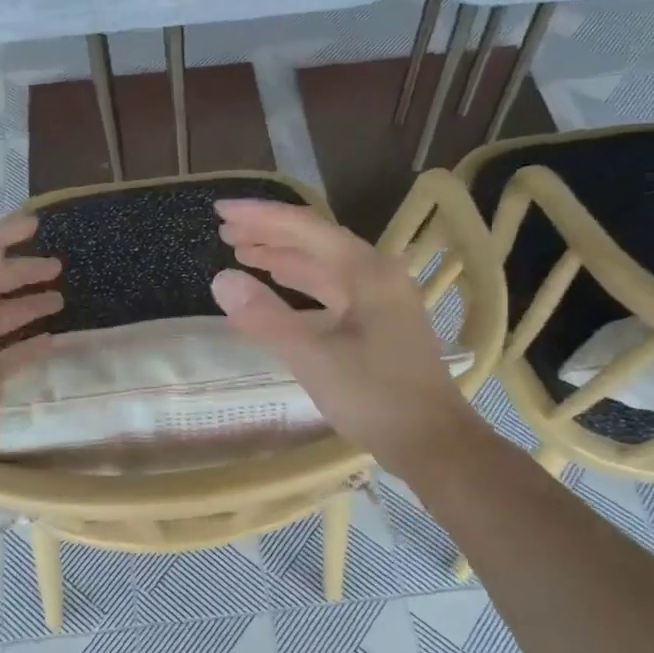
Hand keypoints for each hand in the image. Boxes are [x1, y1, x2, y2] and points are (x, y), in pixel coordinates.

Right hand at [212, 199, 482, 480]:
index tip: (220, 210)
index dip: (260, 216)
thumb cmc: (375, 396)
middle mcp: (377, 274)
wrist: (433, 441)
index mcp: (367, 271)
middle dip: (269, 233)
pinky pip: (333, 289)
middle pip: (316, 241)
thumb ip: (266, 318)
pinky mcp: (380, 322)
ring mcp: (382, 298)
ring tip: (243, 252)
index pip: (305, 228)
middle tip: (225, 231)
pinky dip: (302, 284)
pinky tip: (280, 286)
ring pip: (325, 265)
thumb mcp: (313, 358)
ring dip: (284, 257)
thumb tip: (221, 279)